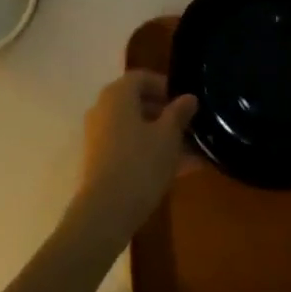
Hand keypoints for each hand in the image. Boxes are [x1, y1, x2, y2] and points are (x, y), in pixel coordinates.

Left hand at [69, 71, 198, 243]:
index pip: (141, 77)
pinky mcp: (99, 162)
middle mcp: (103, 109)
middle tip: (190, 128)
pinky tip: (177, 171)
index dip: (164, 86)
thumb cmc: (140, 164)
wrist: (105, 214)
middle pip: (137, 103)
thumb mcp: (168, 136)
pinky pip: (129, 148)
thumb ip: (179, 113)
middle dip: (165, 114)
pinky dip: (150, 153)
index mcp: (117, 94)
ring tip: (191, 153)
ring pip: (135, 129)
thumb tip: (189, 97)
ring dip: (161, 137)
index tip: (185, 102)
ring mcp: (99, 137)